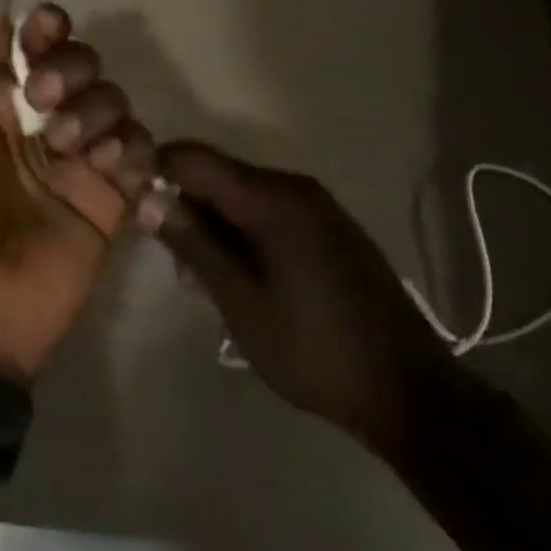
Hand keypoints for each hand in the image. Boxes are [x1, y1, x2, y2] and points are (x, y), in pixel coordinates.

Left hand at [0, 8, 154, 384]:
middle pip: (81, 63)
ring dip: (95, 108)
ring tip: (65, 145)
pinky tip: (104, 165)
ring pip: (112, 100)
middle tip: (44, 98)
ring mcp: (75, 161)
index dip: (46, 28)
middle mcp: (38, 123)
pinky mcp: (108, 199)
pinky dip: (129, 146)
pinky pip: (139, 151)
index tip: (47, 28)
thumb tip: (4, 21)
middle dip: (70, 66)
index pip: (33, 45)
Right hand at [144, 141, 456, 450]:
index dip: (158, 172)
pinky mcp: (330, 226)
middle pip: (219, 174)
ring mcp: (317, 205)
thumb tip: (147, 198)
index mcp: (271, 197)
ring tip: (211, 280)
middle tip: (179, 264)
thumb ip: (194, 244)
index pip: (194, 158)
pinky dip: (245, 231)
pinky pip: (271, 209)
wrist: (410, 392)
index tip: (139, 210)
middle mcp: (294, 186)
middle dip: (188, 206)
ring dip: (216, 224)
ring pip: (243, 194)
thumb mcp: (241, 303)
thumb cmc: (314, 350)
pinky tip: (248, 277)